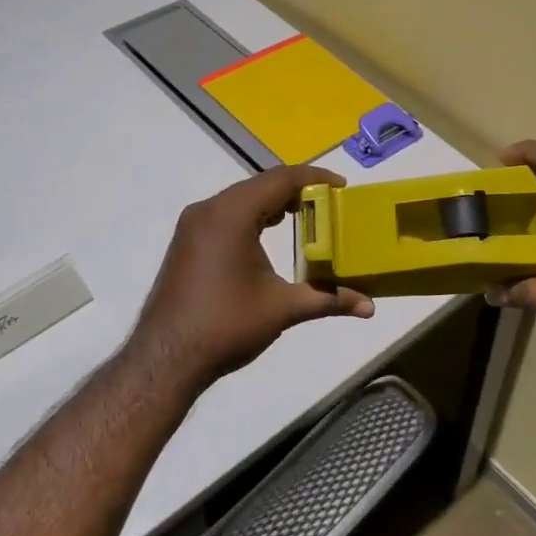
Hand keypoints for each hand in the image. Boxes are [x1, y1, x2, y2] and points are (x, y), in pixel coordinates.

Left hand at [130, 165, 374, 388]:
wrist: (166, 358)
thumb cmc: (226, 325)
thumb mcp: (283, 309)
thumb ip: (328, 299)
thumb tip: (370, 306)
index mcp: (231, 214)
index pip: (280, 179)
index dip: (314, 178)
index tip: (342, 187)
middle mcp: (209, 210)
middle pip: (260, 185)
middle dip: (297, 190)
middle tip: (330, 203)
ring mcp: (193, 225)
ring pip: (241, 199)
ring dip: (273, 203)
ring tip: (307, 216)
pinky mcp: (187, 242)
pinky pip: (226, 214)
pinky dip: (253, 216)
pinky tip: (269, 234)